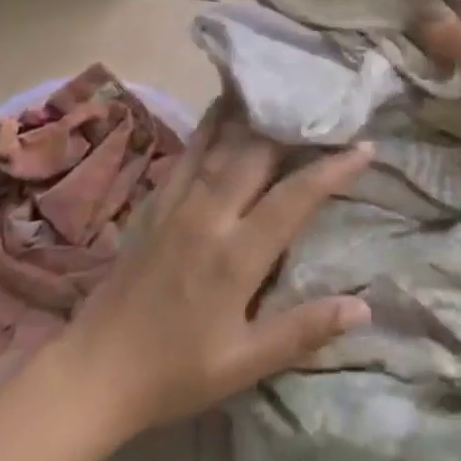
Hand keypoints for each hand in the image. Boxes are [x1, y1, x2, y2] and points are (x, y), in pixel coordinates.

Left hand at [51, 115, 372, 435]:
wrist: (95, 370)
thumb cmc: (175, 372)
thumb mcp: (244, 364)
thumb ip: (303, 331)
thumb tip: (364, 306)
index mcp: (236, 255)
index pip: (295, 198)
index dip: (332, 169)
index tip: (364, 147)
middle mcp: (210, 215)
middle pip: (258, 155)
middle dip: (295, 128)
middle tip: (326, 107)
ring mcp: (179, 202)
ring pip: (223, 143)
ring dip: (255, 115)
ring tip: (281, 88)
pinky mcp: (157, 201)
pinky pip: (189, 152)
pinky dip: (211, 124)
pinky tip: (223, 105)